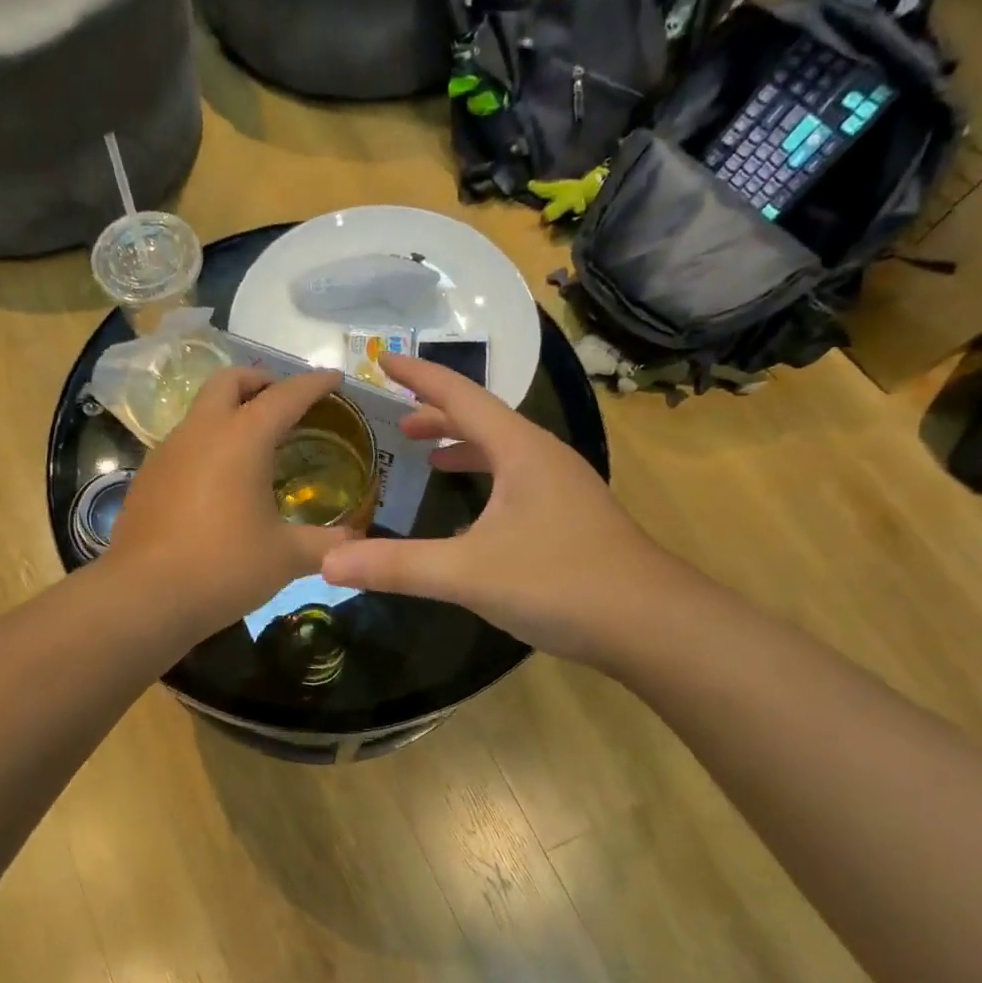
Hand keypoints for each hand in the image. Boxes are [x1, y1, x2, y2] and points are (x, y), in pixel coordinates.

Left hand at [105, 368, 359, 640]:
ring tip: (256, 445)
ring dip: (230, 412)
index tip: (335, 378)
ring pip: (201, 410)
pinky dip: (208, 444)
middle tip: (285, 403)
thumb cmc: (223, 567)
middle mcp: (201, 431)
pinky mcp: (147, 477)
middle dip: (261, 381)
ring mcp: (167, 452)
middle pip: (230, 381)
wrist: (143, 597)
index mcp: (241, 438)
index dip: (314, 384)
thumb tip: (355, 543)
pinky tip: (220, 482)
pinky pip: (184, 443)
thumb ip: (327, 544)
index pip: (285, 395)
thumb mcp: (286, 557)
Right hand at [320, 354, 687, 666]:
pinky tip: (468, 514)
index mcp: (521, 450)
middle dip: (437, 415)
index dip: (419, 377)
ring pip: (502, 452)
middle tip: (397, 420)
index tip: (383, 358)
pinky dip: (483, 480)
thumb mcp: (469, 573)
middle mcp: (543, 458)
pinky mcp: (570, 519)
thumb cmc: (561, 582)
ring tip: (426, 456)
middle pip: (482, 421)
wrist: (653, 625)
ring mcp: (562, 488)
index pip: (461, 397)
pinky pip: (515, 482)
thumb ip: (397, 566)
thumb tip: (328, 563)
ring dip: (461, 447)